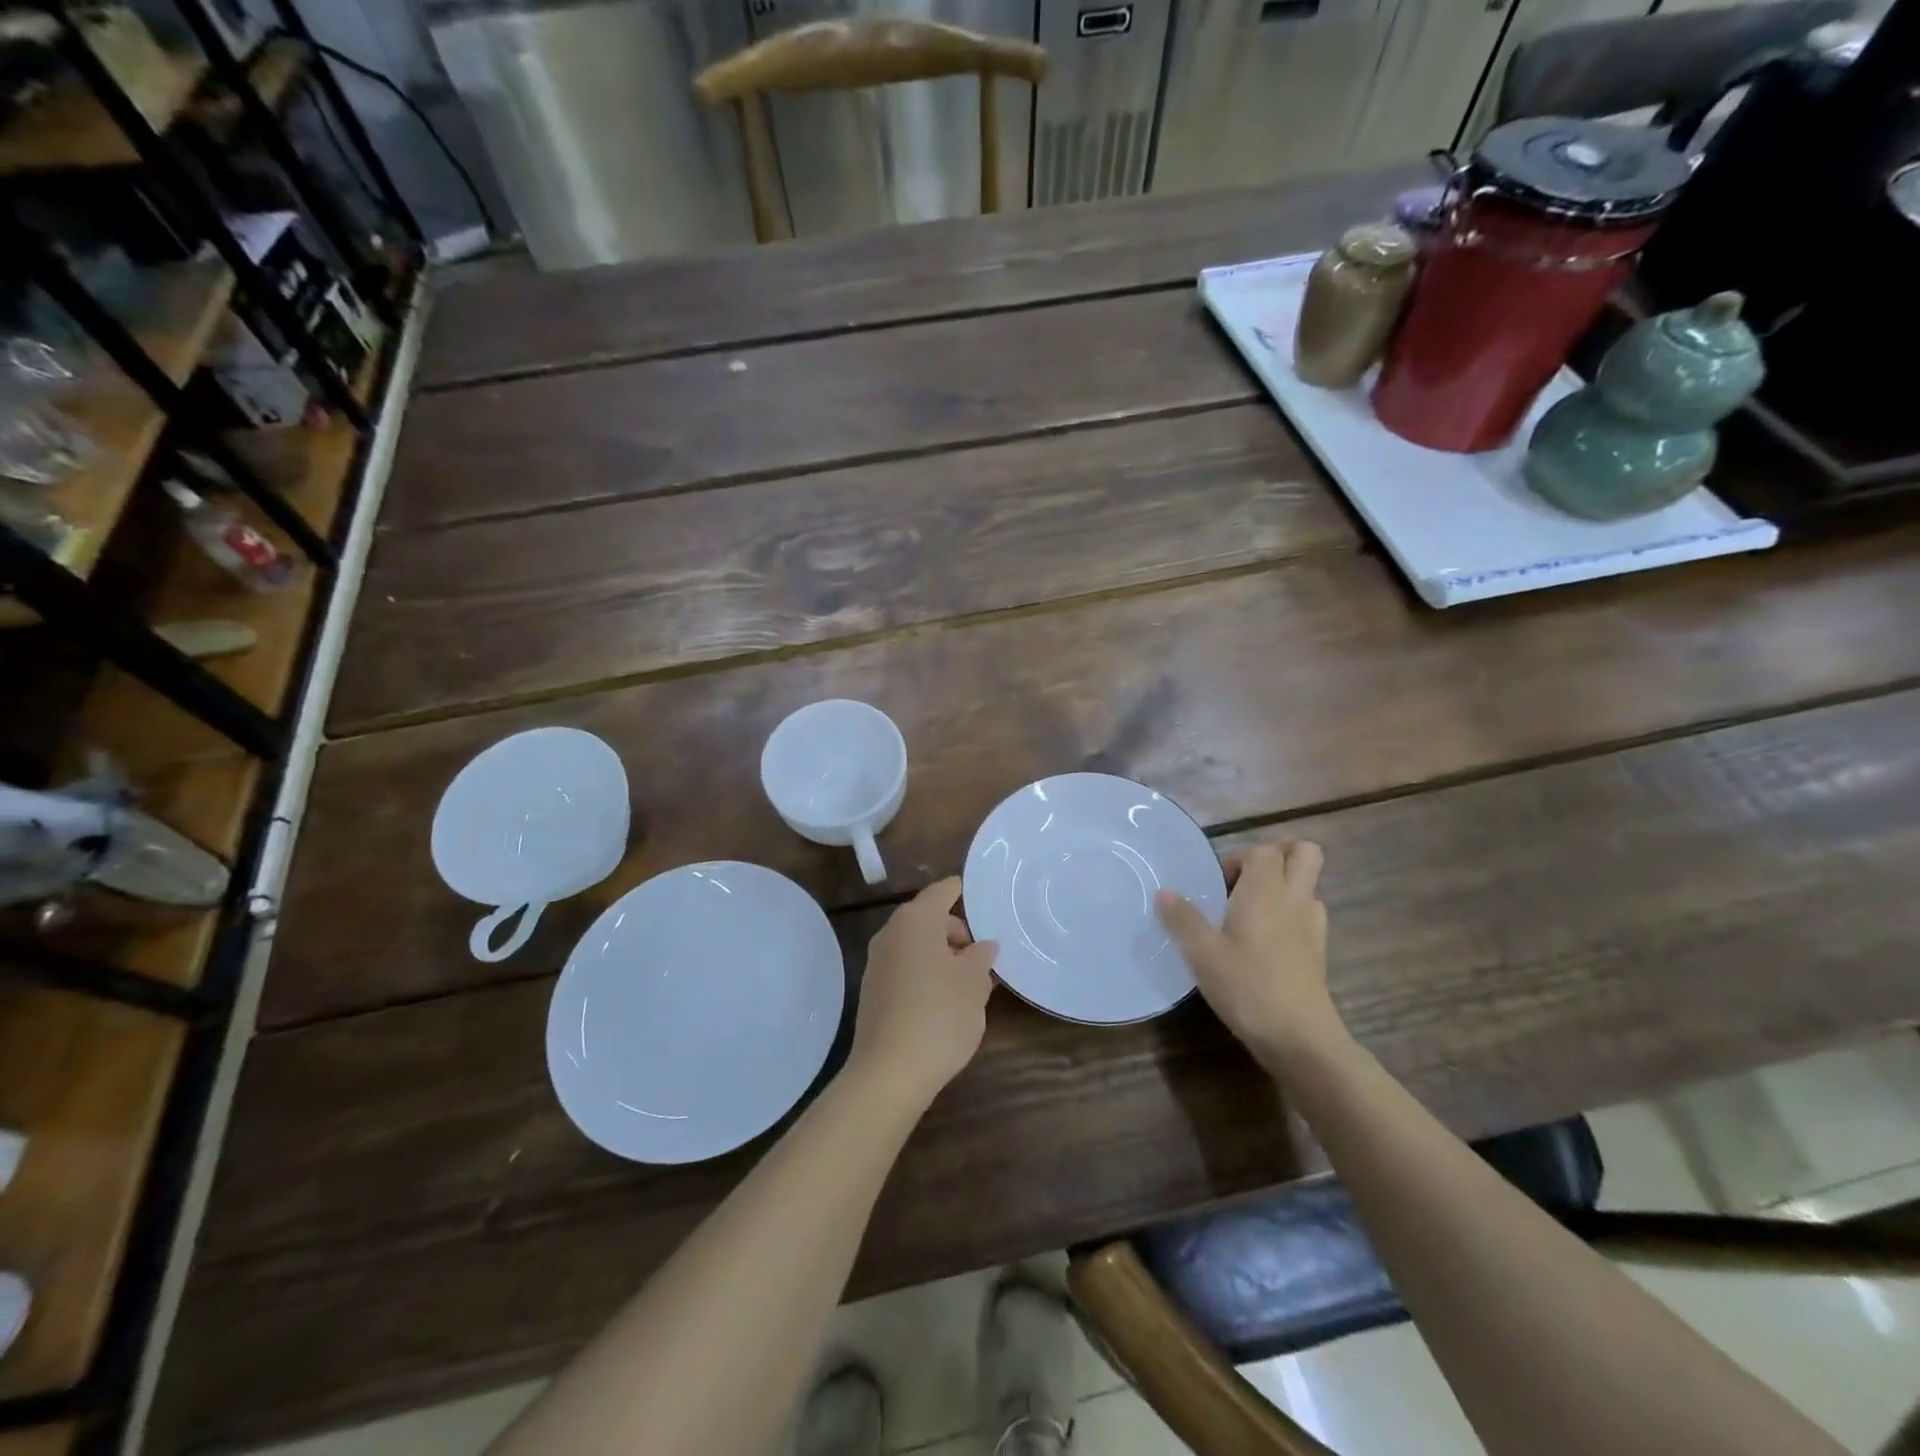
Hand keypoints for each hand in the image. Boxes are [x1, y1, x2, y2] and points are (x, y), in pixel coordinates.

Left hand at [849, 877, 998, 1099]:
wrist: (889, 1072)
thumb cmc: (940, 1015)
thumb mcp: (974, 984)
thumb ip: (981, 957)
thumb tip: (983, 945)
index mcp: (916, 921)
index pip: (941, 892)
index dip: (961, 891)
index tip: (981, 895)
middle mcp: (891, 933)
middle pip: (928, 919)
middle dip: (956, 933)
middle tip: (983, 957)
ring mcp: (877, 963)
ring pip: (917, 946)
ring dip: (942, 956)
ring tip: (970, 983)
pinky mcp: (873, 991)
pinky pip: (906, 968)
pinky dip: (926, 973)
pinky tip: (945, 1001)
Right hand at [1155, 839, 1341, 1068]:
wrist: (1299, 1037)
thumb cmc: (1247, 986)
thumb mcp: (1202, 953)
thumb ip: (1182, 918)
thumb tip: (1164, 892)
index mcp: (1266, 889)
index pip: (1262, 849)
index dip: (1238, 858)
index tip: (1216, 885)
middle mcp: (1294, 898)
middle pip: (1305, 853)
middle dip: (1278, 854)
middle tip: (1246, 878)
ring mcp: (1312, 924)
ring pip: (1308, 883)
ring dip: (1285, 884)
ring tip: (1251, 910)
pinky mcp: (1319, 949)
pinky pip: (1308, 912)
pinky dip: (1291, 912)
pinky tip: (1266, 939)